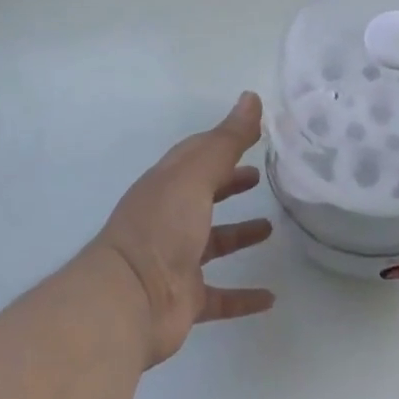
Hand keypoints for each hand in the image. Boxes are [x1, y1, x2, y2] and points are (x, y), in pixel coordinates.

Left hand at [87, 92, 275, 367]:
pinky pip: (220, 296)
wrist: (128, 301)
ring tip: (270, 228)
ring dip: (239, 235)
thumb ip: (226, 140)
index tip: (254, 134)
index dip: (222, 143)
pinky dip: (243, 297)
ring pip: (213, 243)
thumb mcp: (195, 175)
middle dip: (229, 184)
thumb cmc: (161, 227)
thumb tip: (251, 97)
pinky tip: (270, 298)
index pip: (196, 156)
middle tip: (260, 177)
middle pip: (203, 196)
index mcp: (167, 186)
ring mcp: (176, 260)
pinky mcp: (185, 298)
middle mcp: (169, 219)